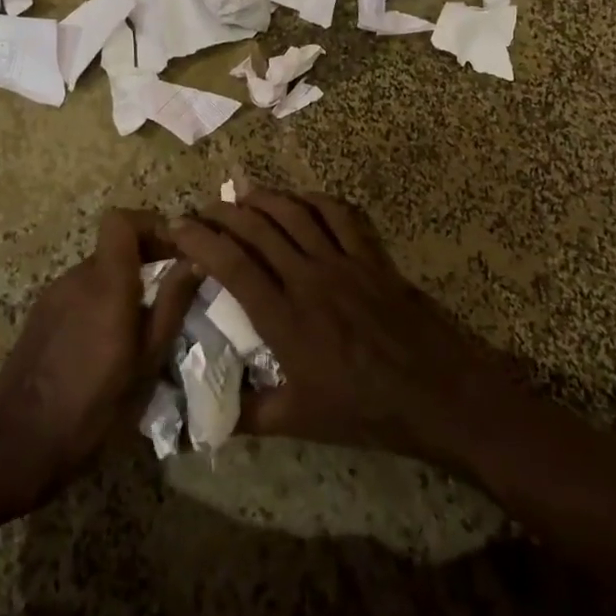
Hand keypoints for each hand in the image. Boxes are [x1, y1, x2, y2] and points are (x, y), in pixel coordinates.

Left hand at [0, 209, 197, 513]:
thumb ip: (172, 304)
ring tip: (141, 325)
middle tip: (170, 293)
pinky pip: (78, 293)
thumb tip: (196, 261)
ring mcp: (51, 296)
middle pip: (114, 246)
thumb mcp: (148, 360)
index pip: (121, 220)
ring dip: (123, 284)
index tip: (176, 250)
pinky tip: (107, 344)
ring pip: (97, 271)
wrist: (20, 446)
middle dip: (145, 259)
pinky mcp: (38, 316)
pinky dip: (100, 302)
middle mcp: (75, 278)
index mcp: (105, 283)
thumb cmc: (95, 406)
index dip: (150, 224)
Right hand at [167, 189, 517, 466]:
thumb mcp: (301, 421)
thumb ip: (249, 415)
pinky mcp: (372, 257)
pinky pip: (341, 214)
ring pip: (296, 214)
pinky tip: (300, 199)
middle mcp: (309, 279)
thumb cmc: (366, 410)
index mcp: (285, 319)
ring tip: (241, 192)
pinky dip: (315, 200)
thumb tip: (203, 423)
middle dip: (224, 213)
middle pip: (259, 229)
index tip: (178, 226)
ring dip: (265, 198)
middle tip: (202, 208)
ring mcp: (344, 262)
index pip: (232, 265)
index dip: (200, 240)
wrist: (438, 392)